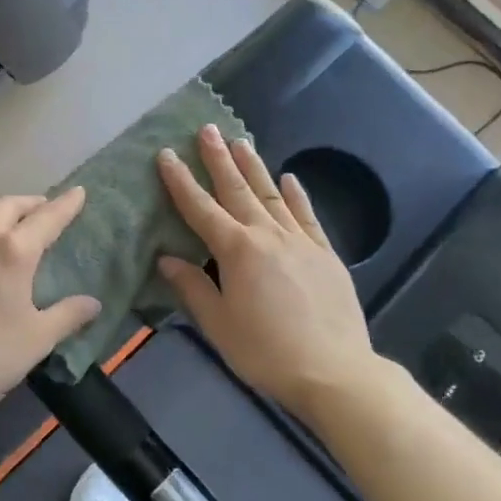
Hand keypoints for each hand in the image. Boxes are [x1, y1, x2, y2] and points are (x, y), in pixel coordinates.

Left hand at [0, 191, 101, 423]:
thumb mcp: (38, 338)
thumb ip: (69, 314)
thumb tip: (93, 303)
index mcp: (11, 252)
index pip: (46, 218)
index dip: (65, 204)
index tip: (77, 193)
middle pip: (6, 207)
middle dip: (28, 204)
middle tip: (41, 209)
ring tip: (0, 234)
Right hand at [156, 126, 376, 416]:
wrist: (334, 371)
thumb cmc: (265, 351)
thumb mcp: (218, 324)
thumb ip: (192, 287)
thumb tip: (166, 258)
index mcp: (236, 251)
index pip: (200, 208)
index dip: (180, 181)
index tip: (167, 155)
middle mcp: (267, 236)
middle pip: (237, 190)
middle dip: (219, 159)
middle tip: (207, 129)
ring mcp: (300, 241)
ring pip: (271, 195)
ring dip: (254, 167)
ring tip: (240, 141)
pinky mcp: (325, 253)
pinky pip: (307, 216)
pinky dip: (296, 195)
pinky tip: (289, 178)